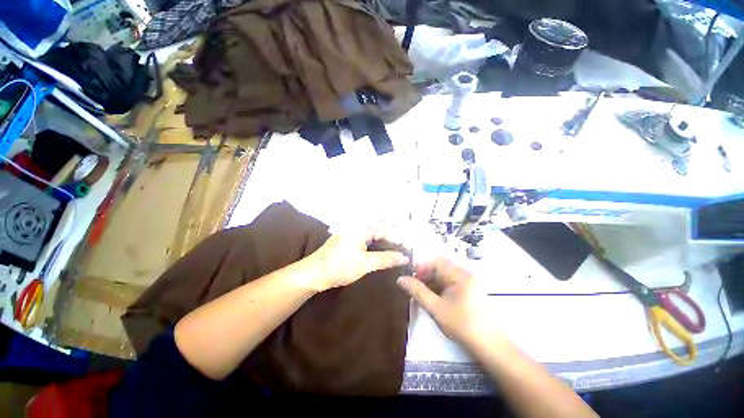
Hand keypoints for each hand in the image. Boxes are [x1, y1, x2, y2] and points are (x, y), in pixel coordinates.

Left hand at [300, 229, 409, 291]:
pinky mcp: (346, 242)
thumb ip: (386, 259)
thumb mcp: (366, 263)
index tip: (408, 245)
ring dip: (383, 239)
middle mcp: (356, 228)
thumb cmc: (341, 266)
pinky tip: (379, 249)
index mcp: (361, 229)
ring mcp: (350, 234)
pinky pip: (365, 239)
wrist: (313, 274)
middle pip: (378, 229)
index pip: (384, 230)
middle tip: (405, 242)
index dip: (397, 237)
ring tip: (396, 245)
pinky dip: (374, 243)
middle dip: (392, 235)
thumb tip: (405, 257)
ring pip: (371, 234)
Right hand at [397, 258, 504, 348]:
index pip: (437, 262)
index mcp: (461, 274)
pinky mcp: (470, 292)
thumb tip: (400, 279)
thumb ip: (417, 291)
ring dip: (431, 283)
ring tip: (420, 294)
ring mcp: (470, 283)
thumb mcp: (436, 308)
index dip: (421, 267)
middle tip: (413, 288)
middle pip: (441, 268)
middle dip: (425, 276)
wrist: (491, 348)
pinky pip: (451, 284)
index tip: (409, 278)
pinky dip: (440, 288)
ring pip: (445, 277)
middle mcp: (466, 275)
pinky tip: (432, 298)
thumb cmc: (462, 325)